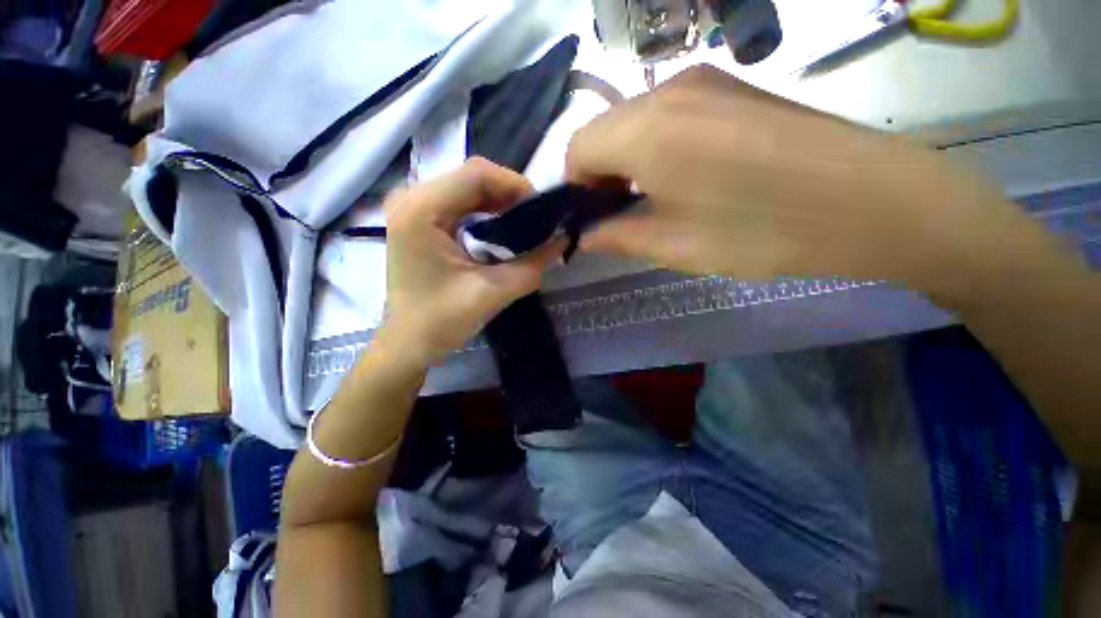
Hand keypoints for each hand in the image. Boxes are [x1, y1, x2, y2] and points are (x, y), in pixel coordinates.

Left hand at [380, 158, 564, 366]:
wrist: (409, 342)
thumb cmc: (442, 322)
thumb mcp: (493, 292)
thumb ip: (533, 264)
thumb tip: (563, 239)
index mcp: (420, 210)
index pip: (477, 174)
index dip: (516, 185)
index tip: (542, 212)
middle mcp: (410, 198)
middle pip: (473, 177)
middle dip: (511, 195)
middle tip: (538, 221)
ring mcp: (412, 207)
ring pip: (469, 187)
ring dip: (501, 203)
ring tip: (525, 226)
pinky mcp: (419, 218)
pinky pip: (461, 201)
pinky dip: (487, 211)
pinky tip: (502, 230)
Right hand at [567, 65, 1028, 298]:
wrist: (871, 201)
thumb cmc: (760, 230)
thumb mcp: (674, 245)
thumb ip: (616, 236)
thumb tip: (585, 236)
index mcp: (646, 131)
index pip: (577, 147)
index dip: (575, 186)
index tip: (593, 216)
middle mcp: (668, 90)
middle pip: (603, 130)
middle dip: (599, 174)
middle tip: (621, 213)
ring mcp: (705, 81)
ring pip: (634, 120)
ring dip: (627, 160)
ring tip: (654, 198)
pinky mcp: (731, 87)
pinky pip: (667, 114)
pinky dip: (655, 145)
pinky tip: (685, 175)